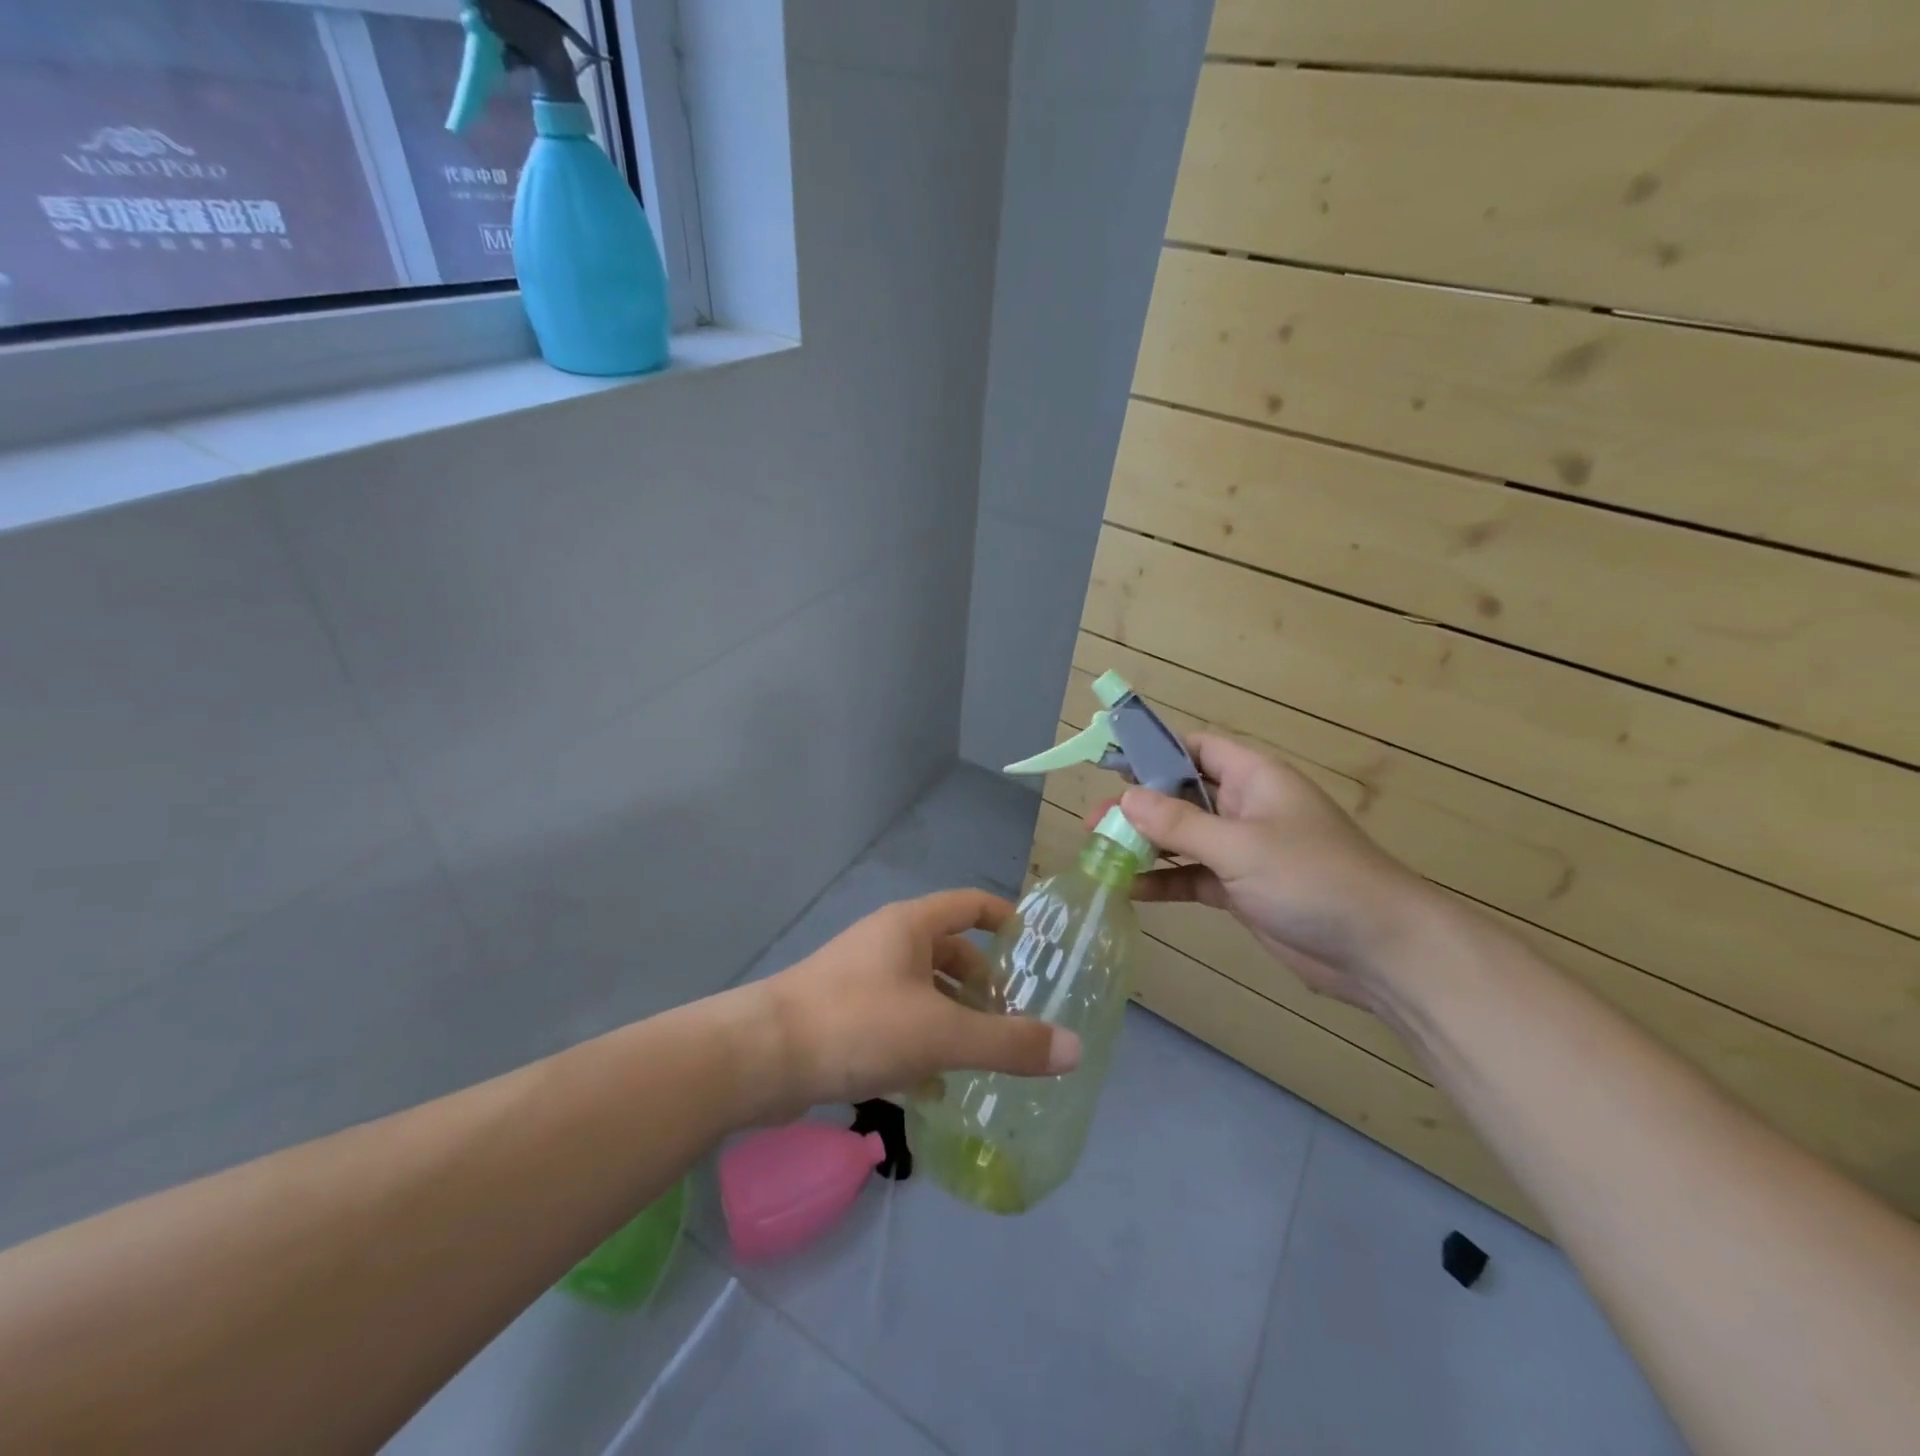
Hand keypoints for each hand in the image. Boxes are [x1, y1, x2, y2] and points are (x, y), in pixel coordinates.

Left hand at [753, 889, 1081, 1119]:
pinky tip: (934, 1087)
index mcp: (910, 926)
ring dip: (953, 1017)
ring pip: (922, 990)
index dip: (1006, 920)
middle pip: (948, 951)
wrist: (759, 1058)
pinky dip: (920, 1044)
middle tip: (1014, 1019)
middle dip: (982, 984)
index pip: (971, 905)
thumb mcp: (941, 1035)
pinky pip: (895, 1020)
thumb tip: (1073, 1048)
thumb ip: (1008, 1043)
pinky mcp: (841, 1014)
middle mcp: (886, 942)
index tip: (1036, 951)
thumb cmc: (857, 1025)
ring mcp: (860, 978)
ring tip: (983, 1057)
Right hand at [1107, 735, 1434, 1011]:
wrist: (1379, 950)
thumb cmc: (1312, 878)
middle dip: (1138, 806)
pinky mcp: (1240, 889)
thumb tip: (1125, 799)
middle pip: (1181, 795)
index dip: (1154, 750)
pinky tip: (1128, 889)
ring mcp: (1243, 850)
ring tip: (1099, 853)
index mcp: (1254, 778)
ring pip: (1183, 838)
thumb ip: (1180, 824)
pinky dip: (1163, 880)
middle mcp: (1245, 807)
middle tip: (1094, 822)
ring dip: (1145, 845)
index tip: (1110, 762)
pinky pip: (1191, 876)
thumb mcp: (1241, 846)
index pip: (1197, 749)